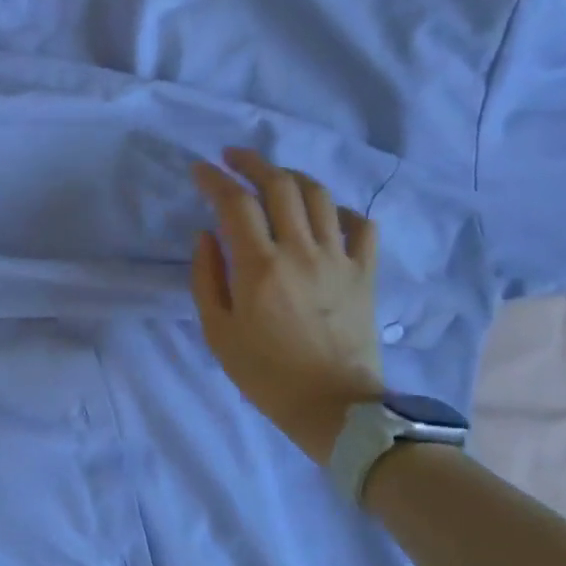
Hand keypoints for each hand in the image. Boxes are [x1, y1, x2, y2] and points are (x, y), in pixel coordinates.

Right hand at [190, 148, 384, 463]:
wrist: (333, 407)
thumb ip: (206, 276)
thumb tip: (206, 235)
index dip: (214, 179)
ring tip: (274, 178)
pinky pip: (361, 225)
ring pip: (319, 196)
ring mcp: (339, 259)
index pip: (235, 203)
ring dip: (292, 177)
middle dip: (252, 163)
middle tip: (233, 158)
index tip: (200, 170)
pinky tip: (325, 213)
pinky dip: (340, 210)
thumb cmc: (265, 372)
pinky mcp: (365, 273)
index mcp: (259, 266)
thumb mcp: (217, 330)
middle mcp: (300, 251)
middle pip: (280, 186)